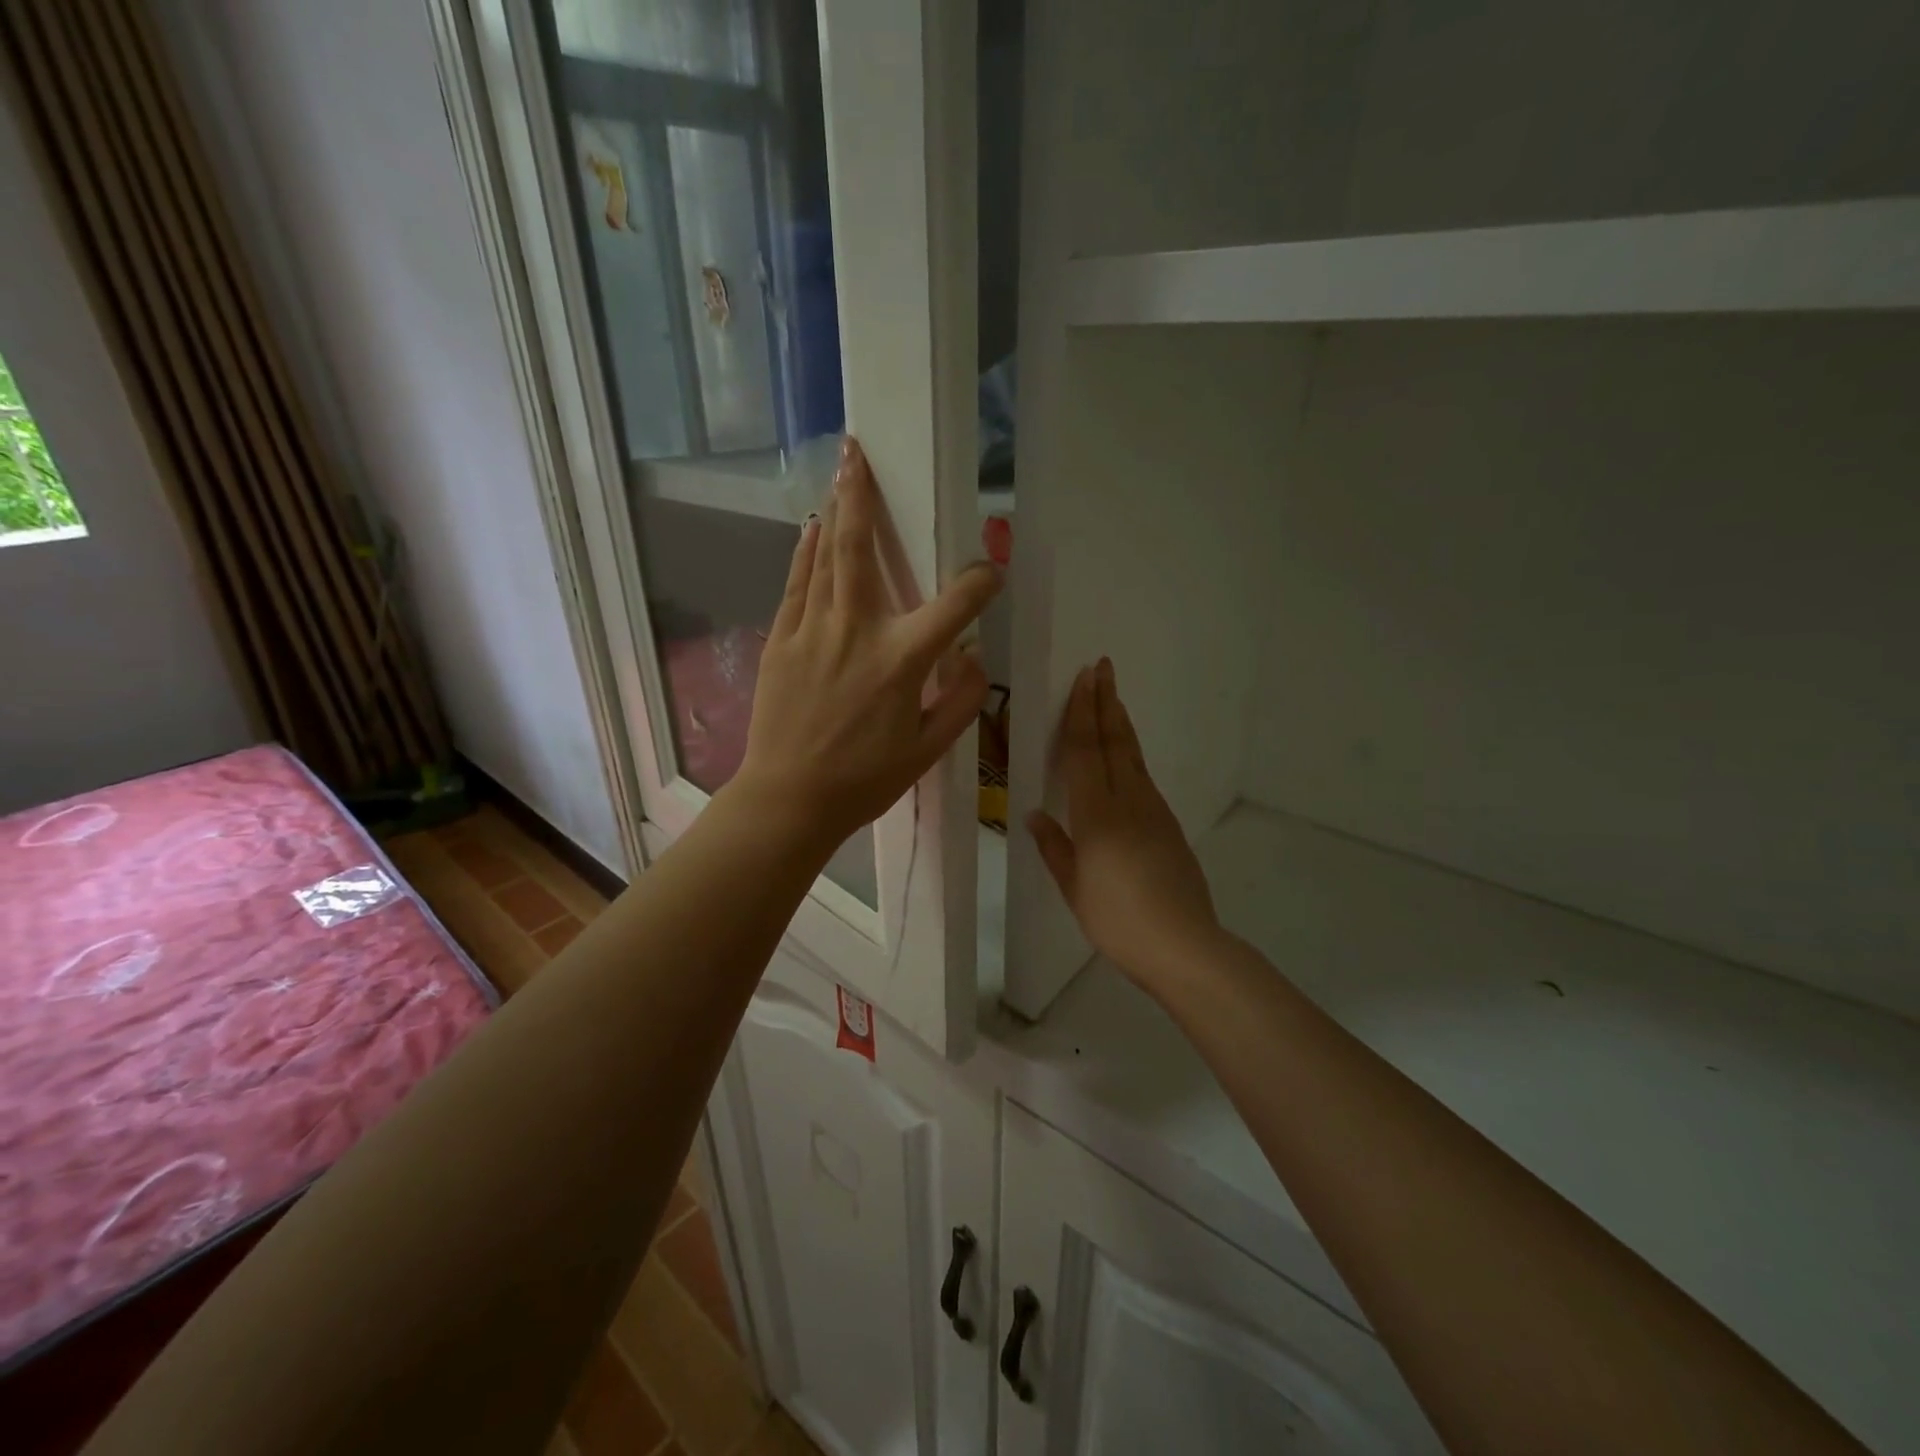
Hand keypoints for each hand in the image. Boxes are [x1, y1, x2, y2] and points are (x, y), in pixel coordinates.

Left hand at [734, 437, 1000, 852]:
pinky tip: (810, 528)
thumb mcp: (928, 750)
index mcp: (903, 660)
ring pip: (825, 557)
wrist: (789, 798)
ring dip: (835, 511)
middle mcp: (858, 631)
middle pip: (862, 549)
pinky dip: (805, 553)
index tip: (991, 571)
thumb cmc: (865, 779)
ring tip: (840, 472)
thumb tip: (973, 659)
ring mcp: (813, 630)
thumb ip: (960, 701)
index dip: (981, 581)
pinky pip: (797, 584)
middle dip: (864, 496)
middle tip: (859, 452)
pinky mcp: (782, 640)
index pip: (955, 604)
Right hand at [1028, 659, 1222, 989]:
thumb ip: (1055, 847)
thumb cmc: (1117, 919)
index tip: (1084, 678)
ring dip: (1120, 723)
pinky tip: (1125, 756)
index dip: (1081, 712)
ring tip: (1112, 699)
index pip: (1085, 751)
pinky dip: (1131, 754)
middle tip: (1103, 667)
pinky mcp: (1168, 825)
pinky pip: (1143, 777)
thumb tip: (1036, 814)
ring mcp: (1153, 811)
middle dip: (1105, 702)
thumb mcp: (1074, 887)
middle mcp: (1127, 801)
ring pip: (1133, 756)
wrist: (1182, 944)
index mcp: (1096, 814)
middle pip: (1114, 741)